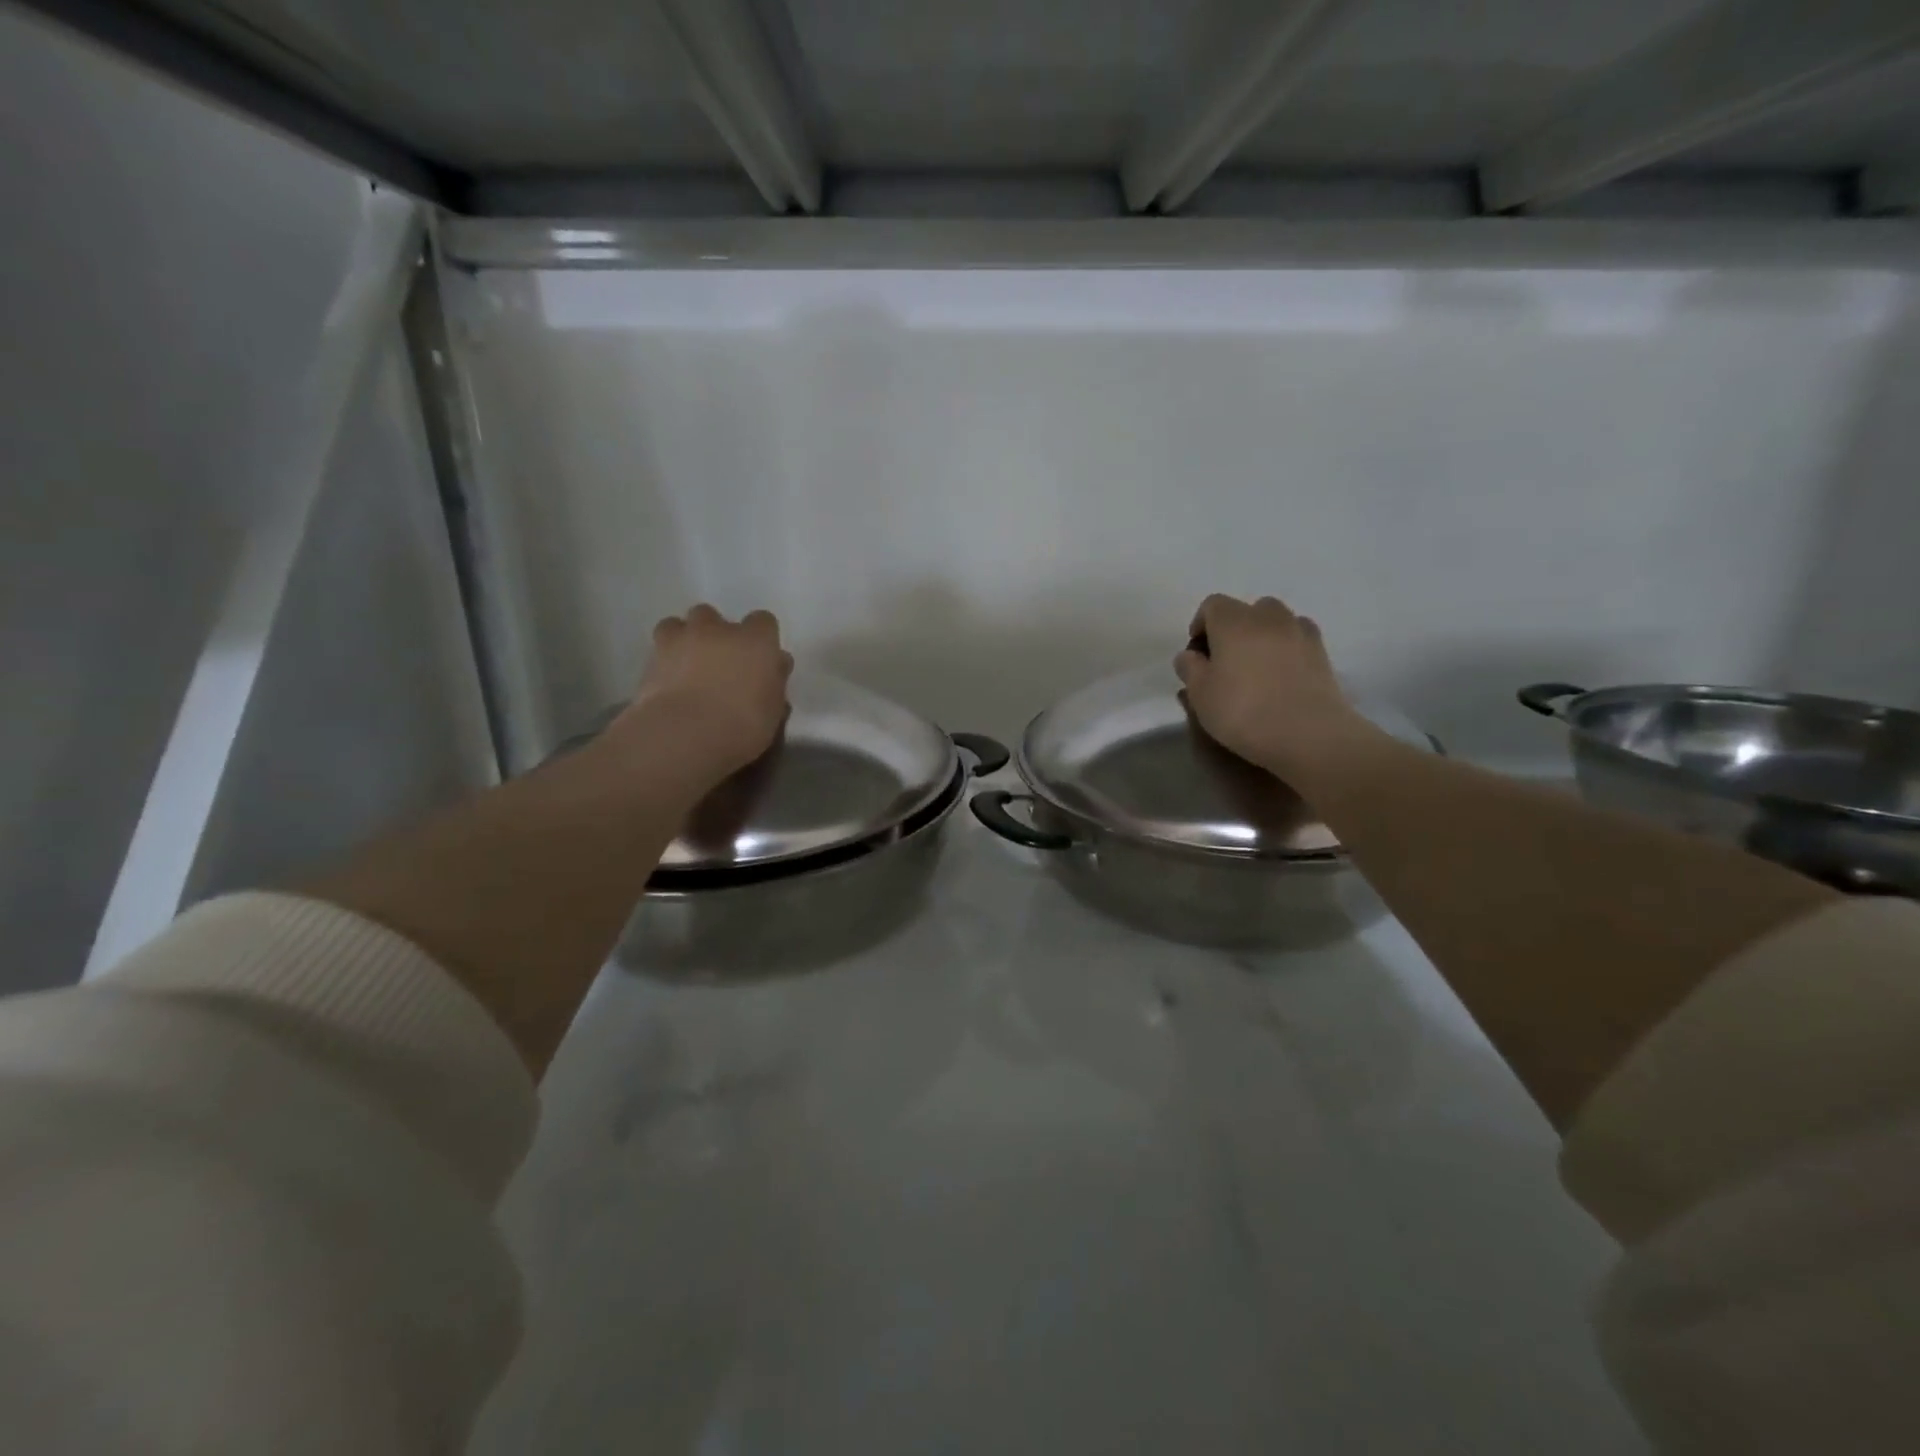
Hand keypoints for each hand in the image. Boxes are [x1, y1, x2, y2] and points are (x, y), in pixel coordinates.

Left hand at [606, 605, 793, 783]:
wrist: (684, 735)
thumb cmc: (743, 725)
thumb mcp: (773, 710)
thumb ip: (774, 681)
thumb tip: (775, 666)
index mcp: (755, 640)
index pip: (763, 621)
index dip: (761, 638)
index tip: (760, 659)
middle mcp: (717, 630)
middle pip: (714, 617)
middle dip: (716, 634)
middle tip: (720, 664)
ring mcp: (680, 640)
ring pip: (678, 625)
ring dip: (684, 640)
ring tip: (687, 666)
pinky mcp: (650, 659)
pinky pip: (658, 650)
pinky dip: (664, 662)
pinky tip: (669, 684)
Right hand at [1175, 594, 1372, 776]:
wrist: (1309, 734)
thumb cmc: (1243, 711)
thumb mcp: (1200, 694)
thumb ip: (1190, 669)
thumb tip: (1189, 656)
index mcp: (1234, 621)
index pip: (1212, 605)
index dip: (1200, 625)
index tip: (1197, 654)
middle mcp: (1268, 617)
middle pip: (1246, 610)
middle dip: (1233, 629)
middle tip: (1226, 661)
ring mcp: (1300, 632)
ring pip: (1276, 622)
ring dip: (1262, 636)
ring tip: (1256, 669)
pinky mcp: (1323, 652)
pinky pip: (1297, 639)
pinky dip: (1287, 649)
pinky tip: (1282, 676)